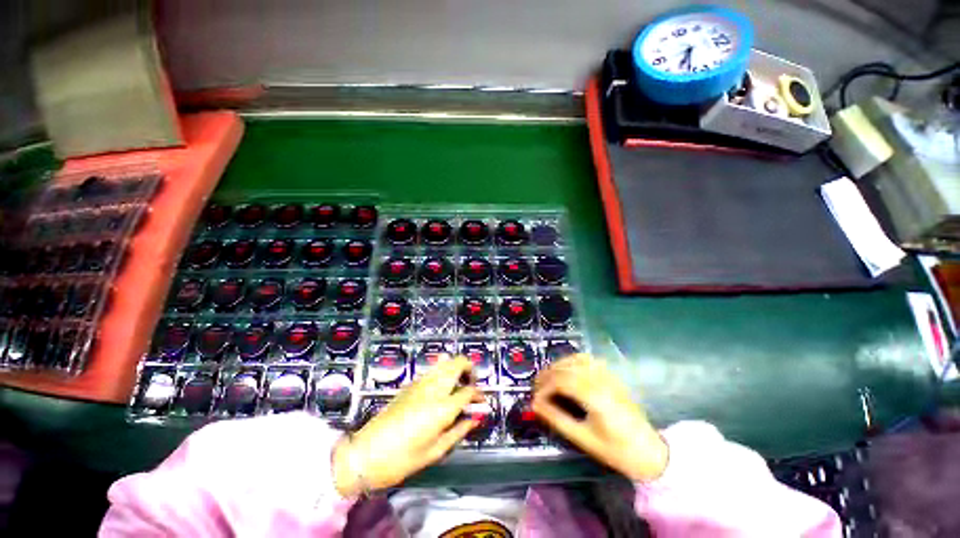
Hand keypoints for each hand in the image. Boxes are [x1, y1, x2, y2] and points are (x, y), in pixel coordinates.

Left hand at [333, 355, 480, 495]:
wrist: (365, 454)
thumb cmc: (402, 459)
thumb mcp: (435, 451)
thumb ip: (459, 430)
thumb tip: (475, 418)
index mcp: (442, 407)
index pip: (469, 391)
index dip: (479, 395)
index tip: (482, 403)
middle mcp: (433, 388)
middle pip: (458, 363)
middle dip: (470, 369)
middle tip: (471, 386)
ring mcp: (420, 383)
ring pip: (444, 362)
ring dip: (456, 368)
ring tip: (458, 384)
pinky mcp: (410, 384)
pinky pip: (432, 370)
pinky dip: (442, 372)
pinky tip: (441, 388)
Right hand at [532, 355, 667, 481]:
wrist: (649, 451)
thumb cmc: (616, 449)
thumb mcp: (583, 439)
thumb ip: (557, 419)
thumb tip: (535, 405)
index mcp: (594, 396)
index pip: (561, 381)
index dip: (544, 387)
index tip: (535, 399)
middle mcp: (600, 379)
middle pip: (566, 367)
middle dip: (547, 375)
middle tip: (536, 387)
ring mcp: (607, 375)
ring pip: (575, 359)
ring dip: (558, 365)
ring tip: (548, 378)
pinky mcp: (611, 375)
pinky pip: (587, 359)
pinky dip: (571, 361)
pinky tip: (566, 371)